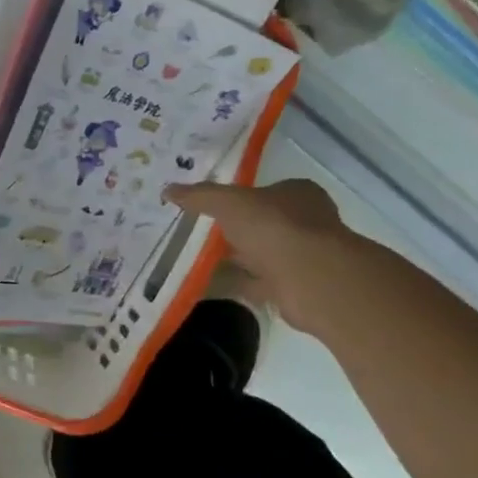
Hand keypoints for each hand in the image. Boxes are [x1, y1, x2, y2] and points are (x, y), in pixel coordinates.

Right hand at [164, 179, 361, 331]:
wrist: (309, 278)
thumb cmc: (273, 226)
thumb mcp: (228, 202)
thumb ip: (199, 195)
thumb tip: (167, 189)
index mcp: (297, 194)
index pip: (266, 191)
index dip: (239, 197)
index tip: (210, 206)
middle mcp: (305, 223)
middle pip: (262, 224)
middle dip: (234, 230)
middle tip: (197, 233)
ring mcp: (302, 257)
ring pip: (259, 255)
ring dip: (234, 259)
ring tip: (194, 260)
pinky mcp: (293, 287)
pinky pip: (256, 283)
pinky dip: (234, 284)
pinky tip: (207, 286)